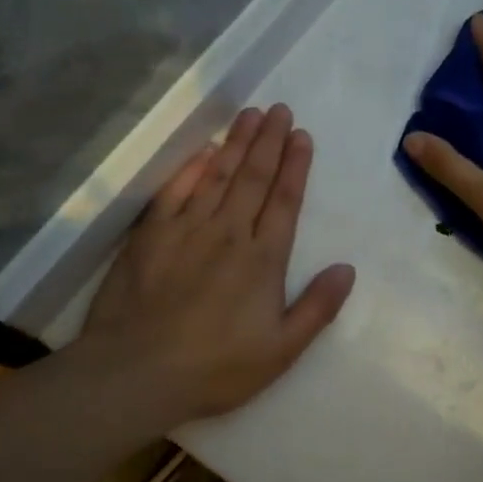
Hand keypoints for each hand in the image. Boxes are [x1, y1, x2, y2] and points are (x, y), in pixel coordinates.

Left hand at [80, 104, 356, 423]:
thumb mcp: (281, 350)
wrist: (136, 372)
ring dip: (235, 142)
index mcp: (263, 259)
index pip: (284, 200)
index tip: (301, 135)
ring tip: (249, 114)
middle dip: (268, 140)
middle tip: (279, 109)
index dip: (294, 166)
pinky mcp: (151, 235)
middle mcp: (228, 233)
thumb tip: (347, 268)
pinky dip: (191, 168)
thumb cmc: (215, 368)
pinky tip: (203, 151)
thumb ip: (317, 307)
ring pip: (218, 175)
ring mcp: (186, 229)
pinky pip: (175, 191)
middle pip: (253, 177)